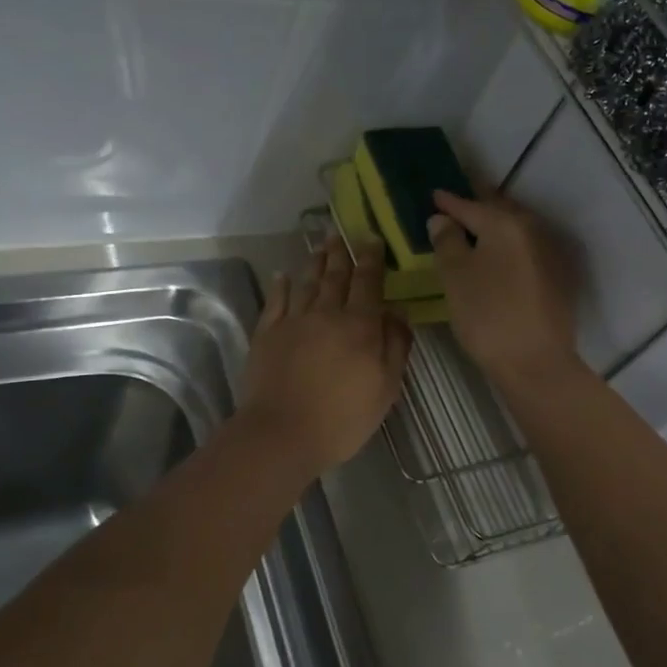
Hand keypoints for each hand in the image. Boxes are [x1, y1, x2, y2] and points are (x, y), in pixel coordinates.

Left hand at [241, 236, 410, 470]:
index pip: (368, 282)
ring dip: (315, 263)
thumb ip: (395, 346)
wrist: (282, 433)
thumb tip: (399, 311)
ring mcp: (293, 322)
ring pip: (307, 283)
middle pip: (335, 277)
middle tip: (342, 233)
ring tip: (320, 246)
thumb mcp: (385, 388)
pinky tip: (282, 275)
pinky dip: (280, 286)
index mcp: (359, 325)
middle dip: (341, 253)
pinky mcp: (267, 334)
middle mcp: (326, 314)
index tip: (373, 239)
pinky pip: (275, 302)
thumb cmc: (342, 418)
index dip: (372, 259)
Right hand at [428, 190, 578, 384]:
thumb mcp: (455, 276)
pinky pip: (528, 247)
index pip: (470, 205)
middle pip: (500, 210)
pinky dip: (510, 244)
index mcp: (505, 224)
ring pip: (517, 228)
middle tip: (457, 202)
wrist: (536, 362)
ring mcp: (550, 252)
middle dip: (478, 204)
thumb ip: (447, 241)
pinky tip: (499, 255)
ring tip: (476, 226)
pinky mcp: (559, 276)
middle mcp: (532, 229)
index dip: (449, 201)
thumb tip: (442, 219)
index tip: (434, 194)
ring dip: (496, 223)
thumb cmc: (487, 315)